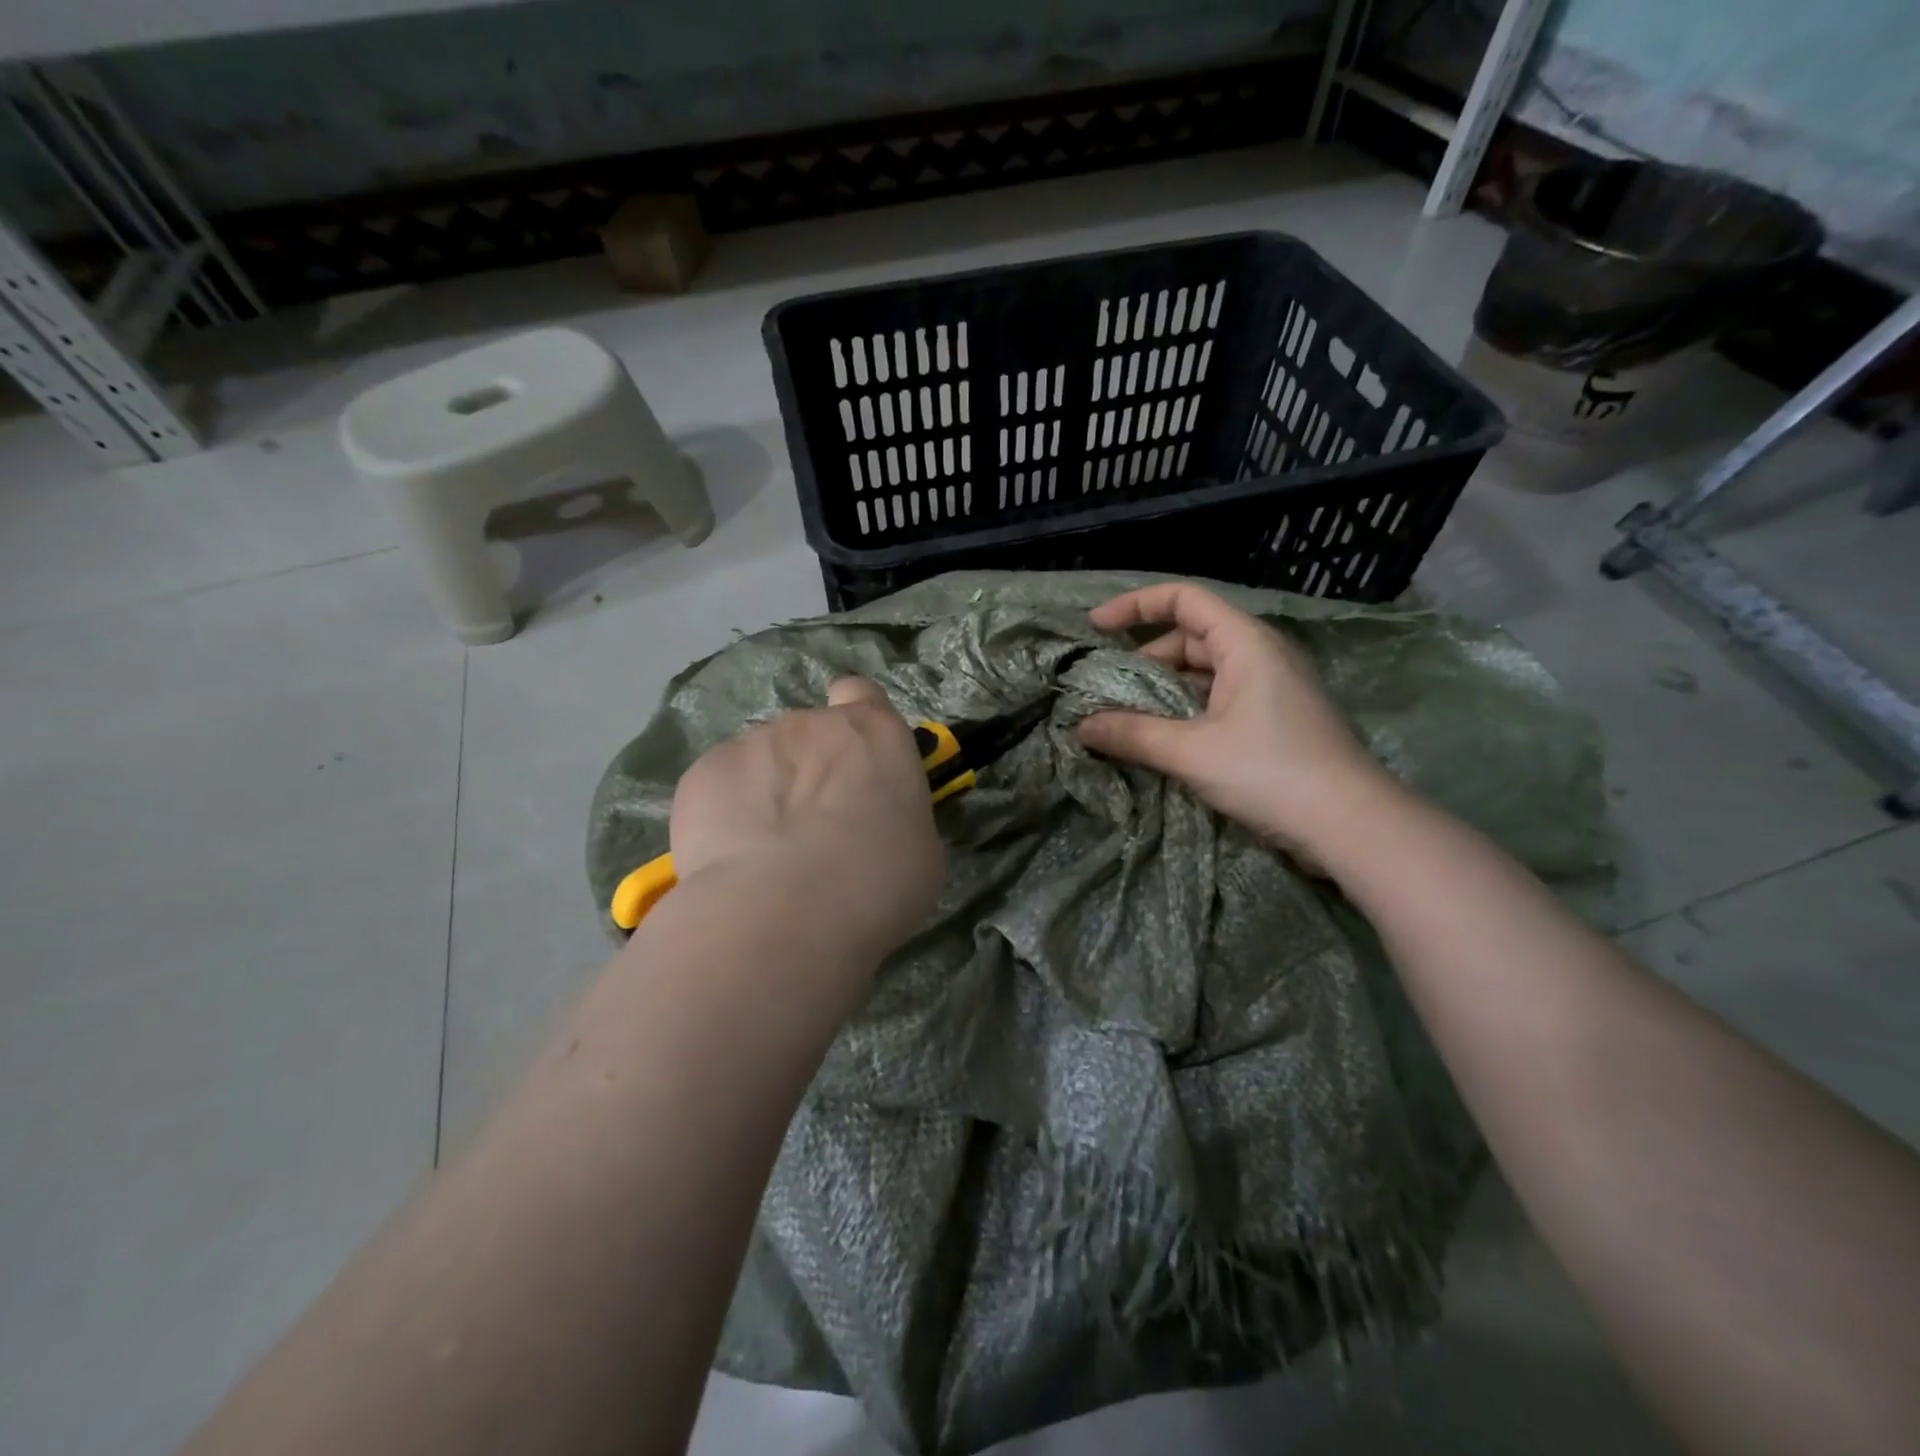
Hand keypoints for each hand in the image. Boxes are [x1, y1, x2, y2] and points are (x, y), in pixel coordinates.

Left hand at [669, 678, 945, 961]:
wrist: (785, 913)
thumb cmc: (877, 883)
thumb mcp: (919, 850)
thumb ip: (894, 815)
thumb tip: (869, 824)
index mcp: (873, 733)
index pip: (862, 694)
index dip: (856, 720)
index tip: (854, 759)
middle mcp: (810, 723)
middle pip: (808, 735)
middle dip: (809, 771)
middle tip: (812, 831)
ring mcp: (751, 743)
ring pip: (760, 762)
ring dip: (765, 793)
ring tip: (765, 856)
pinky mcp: (701, 774)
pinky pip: (719, 787)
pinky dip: (723, 814)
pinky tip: (731, 861)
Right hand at [1076, 583, 1394, 856]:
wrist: (1351, 824)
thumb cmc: (1271, 773)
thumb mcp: (1191, 752)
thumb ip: (1133, 735)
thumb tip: (1081, 727)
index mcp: (1245, 643)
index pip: (1184, 599)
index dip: (1135, 605)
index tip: (1094, 627)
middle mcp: (1260, 654)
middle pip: (1191, 636)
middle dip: (1144, 657)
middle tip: (1106, 687)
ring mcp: (1270, 687)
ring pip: (1204, 671)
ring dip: (1163, 688)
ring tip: (1125, 714)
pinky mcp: (1274, 719)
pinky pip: (1218, 698)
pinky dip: (1185, 709)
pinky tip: (1162, 736)